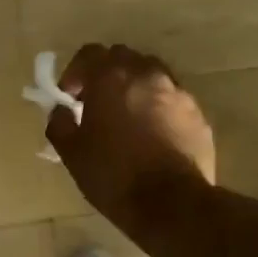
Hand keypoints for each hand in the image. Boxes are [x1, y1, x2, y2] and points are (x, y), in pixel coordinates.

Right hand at [46, 44, 215, 229]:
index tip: (70, 98)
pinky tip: (153, 136)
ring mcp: (177, 93)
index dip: (75, 72)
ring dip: (135, 88)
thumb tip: (60, 111)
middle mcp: (147, 75)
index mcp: (111, 78)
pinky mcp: (198, 114)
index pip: (89, 53)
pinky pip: (173, 100)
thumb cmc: (113, 175)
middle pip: (123, 58)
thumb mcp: (71, 153)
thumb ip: (59, 123)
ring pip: (152, 76)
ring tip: (128, 118)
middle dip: (107, 75)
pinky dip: (159, 109)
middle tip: (97, 104)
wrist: (171, 203)